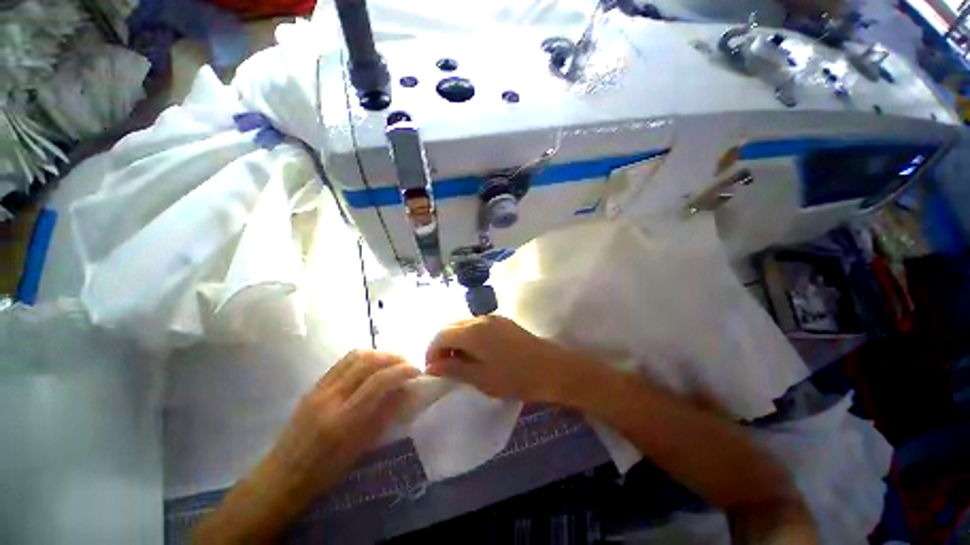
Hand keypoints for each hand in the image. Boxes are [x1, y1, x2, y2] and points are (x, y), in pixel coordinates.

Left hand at [264, 350, 418, 498]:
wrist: (282, 477)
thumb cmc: (325, 472)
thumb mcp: (361, 448)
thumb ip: (385, 415)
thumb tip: (407, 391)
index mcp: (343, 420)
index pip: (378, 382)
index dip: (402, 371)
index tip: (417, 371)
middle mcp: (330, 398)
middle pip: (367, 361)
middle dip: (393, 357)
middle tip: (407, 364)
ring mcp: (319, 389)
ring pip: (355, 356)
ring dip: (379, 354)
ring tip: (393, 362)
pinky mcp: (313, 385)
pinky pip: (343, 362)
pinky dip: (364, 357)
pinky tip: (372, 366)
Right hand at [425, 316, 601, 403]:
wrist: (552, 368)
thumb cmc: (514, 377)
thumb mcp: (480, 378)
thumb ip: (453, 369)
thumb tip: (433, 366)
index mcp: (472, 331)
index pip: (440, 335)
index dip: (431, 352)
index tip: (434, 371)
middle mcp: (480, 318)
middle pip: (450, 326)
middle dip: (443, 346)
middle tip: (446, 368)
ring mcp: (493, 317)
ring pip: (464, 325)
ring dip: (456, 341)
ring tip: (461, 363)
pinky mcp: (502, 321)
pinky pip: (477, 326)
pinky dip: (470, 338)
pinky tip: (478, 354)